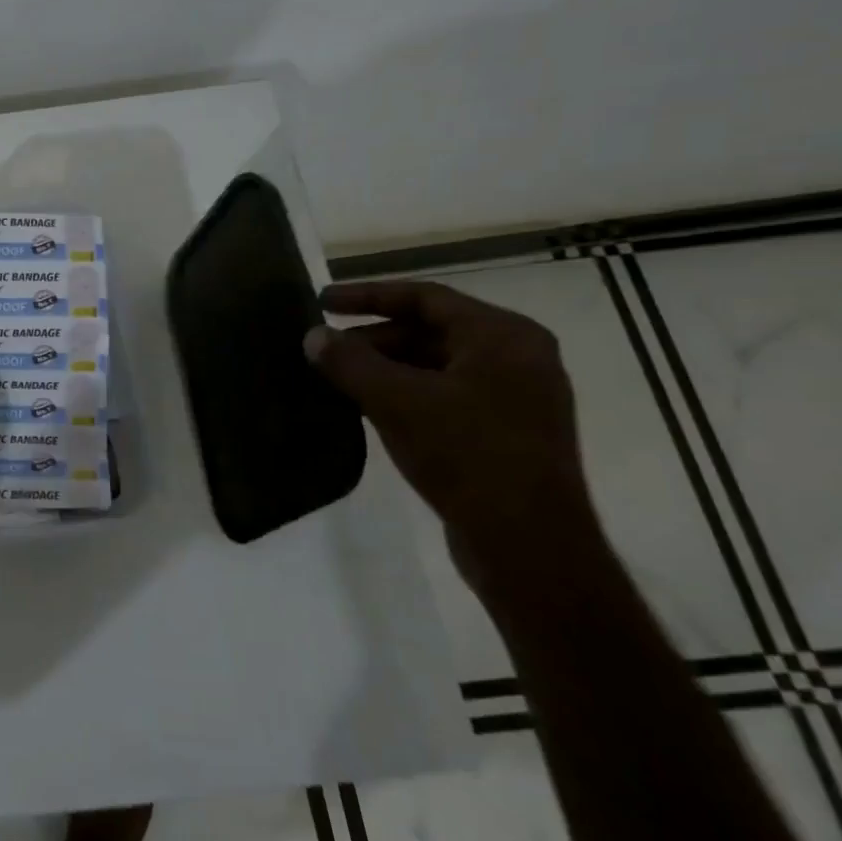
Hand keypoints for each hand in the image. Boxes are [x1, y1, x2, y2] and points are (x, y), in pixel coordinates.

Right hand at [303, 279, 605, 589]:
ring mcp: (513, 396)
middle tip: (323, 349)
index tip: (321, 301)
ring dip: (383, 367)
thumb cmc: (466, 455)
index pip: (424, 297)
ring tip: (335, 378)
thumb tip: (313, 336)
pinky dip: (402, 392)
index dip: (367, 296)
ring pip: (433, 364)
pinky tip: (365, 407)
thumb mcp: (396, 401)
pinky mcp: (503, 430)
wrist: (527, 544)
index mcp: (503, 336)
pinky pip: (442, 393)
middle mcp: (516, 357)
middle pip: (429, 330)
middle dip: (371, 337)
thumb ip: (350, 362)